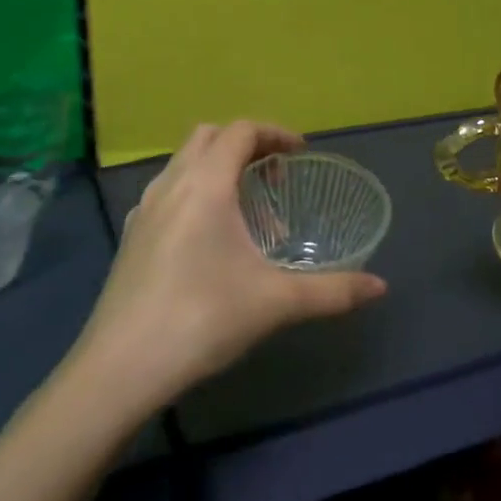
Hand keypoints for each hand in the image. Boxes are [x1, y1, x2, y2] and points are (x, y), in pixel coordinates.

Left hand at [74, 121, 386, 408]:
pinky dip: (196, 192)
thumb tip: (380, 287)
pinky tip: (210, 239)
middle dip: (246, 145)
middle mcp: (171, 184)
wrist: (120, 368)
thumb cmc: (202, 319)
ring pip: (184, 163)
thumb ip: (332, 291)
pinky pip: (168, 191)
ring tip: (247, 213)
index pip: (241, 131)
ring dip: (219, 168)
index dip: (275, 133)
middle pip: (209, 136)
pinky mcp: (132, 236)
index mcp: (205, 184)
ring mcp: (144, 209)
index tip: (302, 153)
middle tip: (275, 178)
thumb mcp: (275, 303)